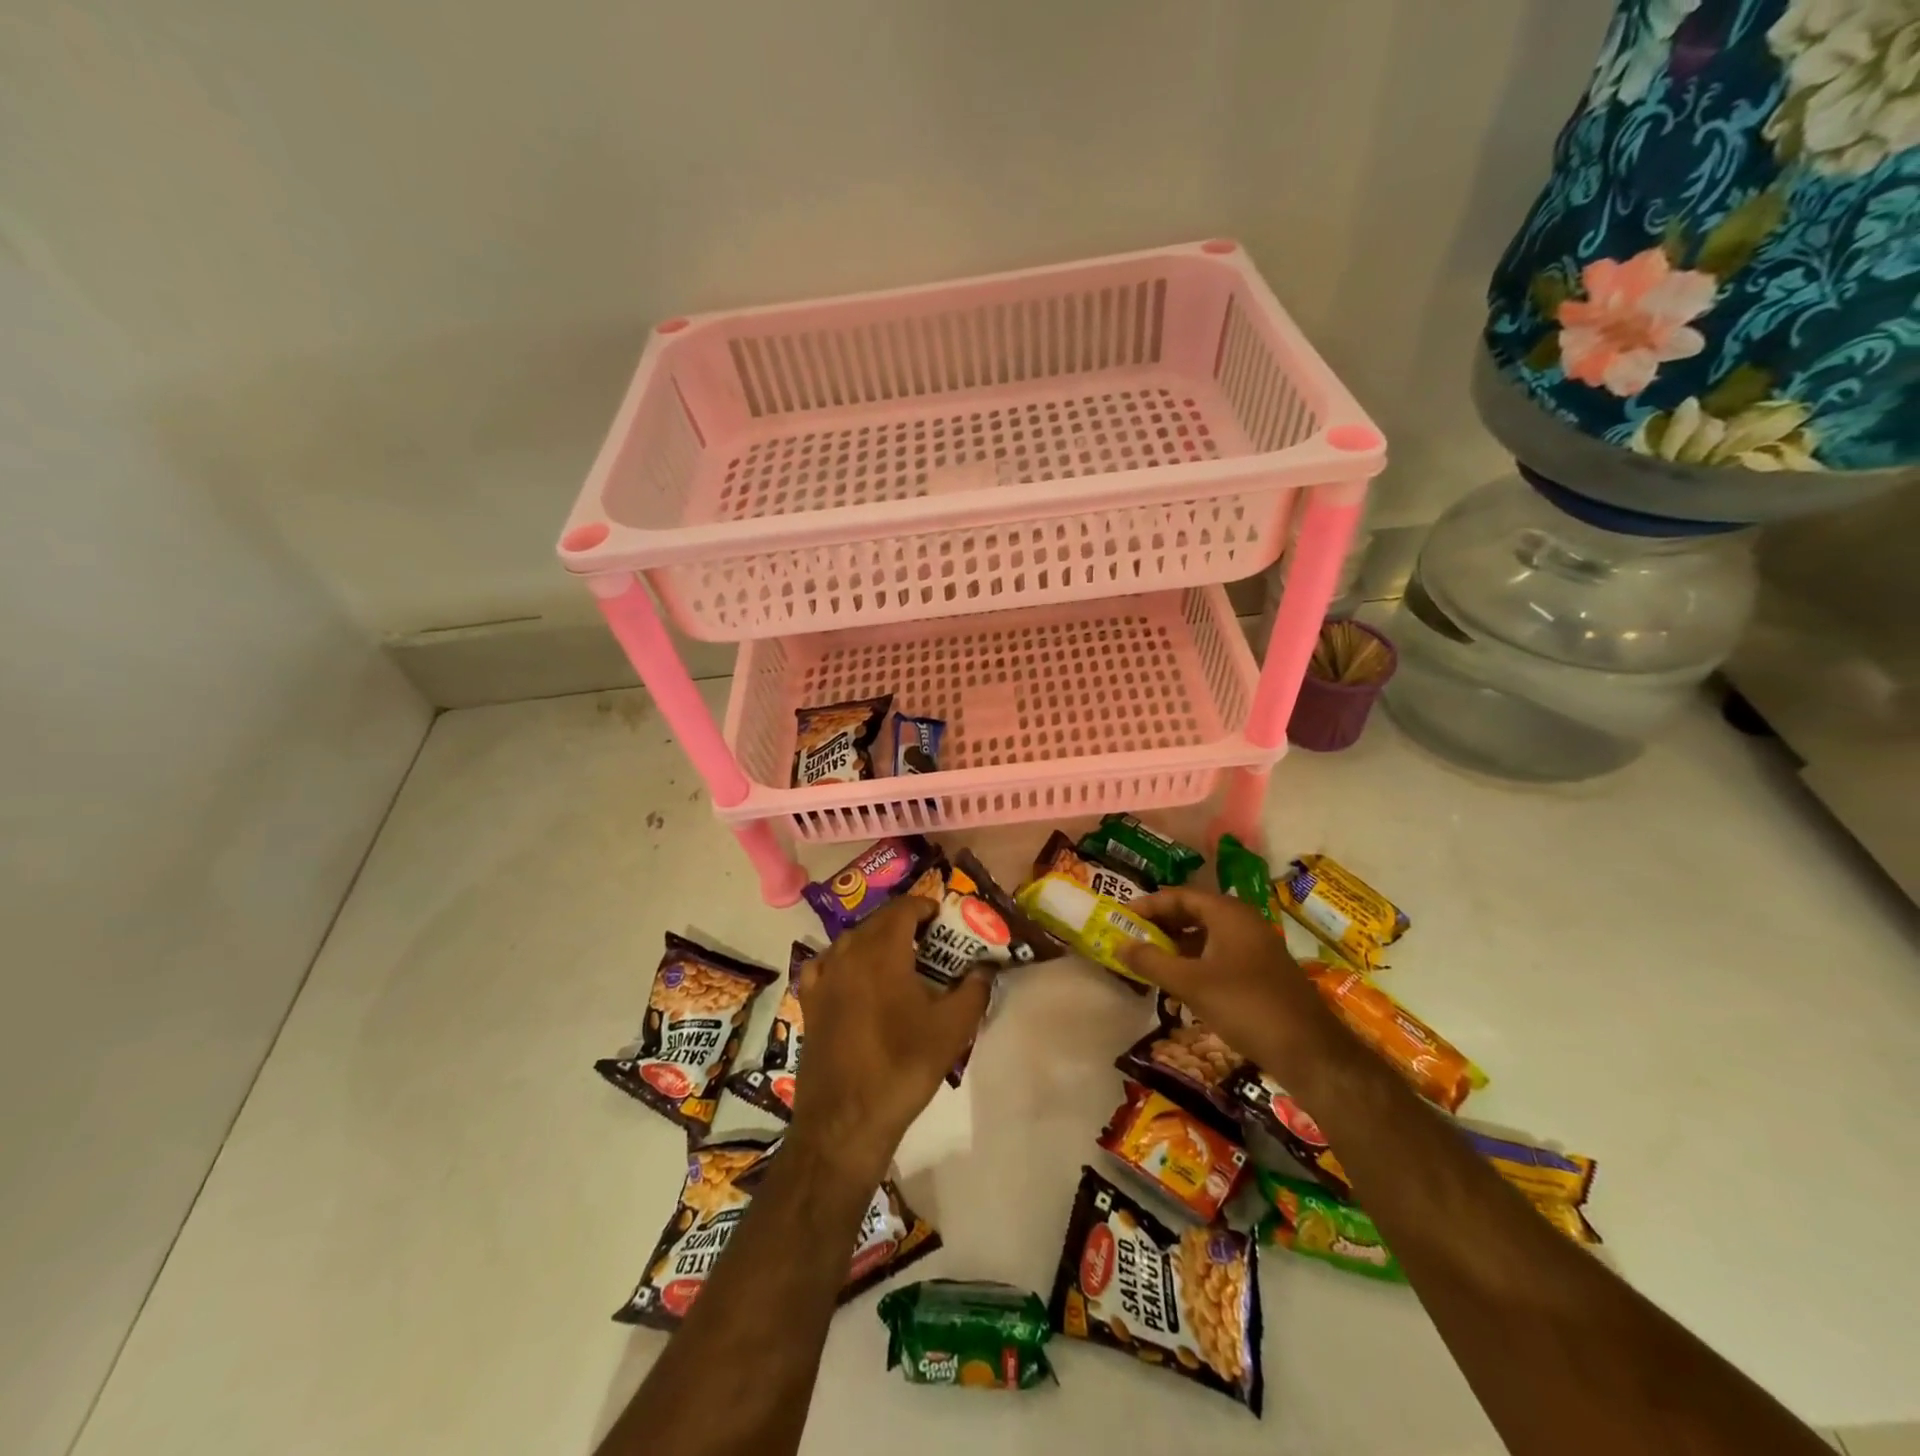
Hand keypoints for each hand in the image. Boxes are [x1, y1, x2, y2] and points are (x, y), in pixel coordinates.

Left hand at [789, 896, 990, 1184]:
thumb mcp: (952, 1029)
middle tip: (930, 939)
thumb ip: (974, 990)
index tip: (943, 918)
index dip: (925, 906)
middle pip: (877, 921)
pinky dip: (843, 960)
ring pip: (852, 940)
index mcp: (883, 951)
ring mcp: (824, 977)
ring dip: (875, 939)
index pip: (903, 908)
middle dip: (904, 922)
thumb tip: (985, 968)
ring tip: (898, 958)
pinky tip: (853, 976)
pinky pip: (826, 964)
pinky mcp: (809, 1002)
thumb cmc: (903, 1066)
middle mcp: (849, 953)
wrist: (846, 1120)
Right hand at [1122, 887, 1344, 1080]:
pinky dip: (1196, 963)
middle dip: (1161, 925)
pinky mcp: (1262, 973)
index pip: (1179, 895)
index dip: (1148, 905)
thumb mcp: (1190, 984)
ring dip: (1177, 946)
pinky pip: (1220, 956)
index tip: (1121, 917)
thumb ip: (1151, 962)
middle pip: (1193, 912)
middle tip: (1132, 939)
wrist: (1310, 1051)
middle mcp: (1243, 922)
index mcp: (1228, 913)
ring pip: (1207, 936)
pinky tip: (1181, 987)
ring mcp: (1256, 948)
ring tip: (1150, 963)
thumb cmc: (1245, 1006)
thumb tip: (1118, 943)